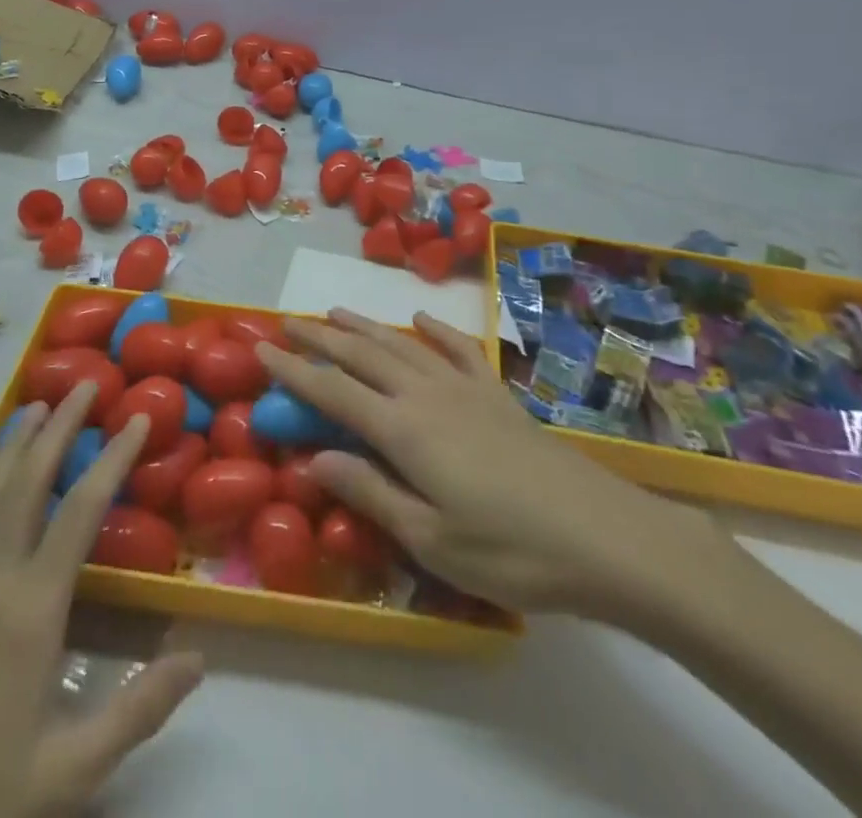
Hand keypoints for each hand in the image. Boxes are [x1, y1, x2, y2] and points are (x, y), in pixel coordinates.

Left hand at [0, 385, 202, 817]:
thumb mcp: (72, 770)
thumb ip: (141, 709)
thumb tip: (201, 658)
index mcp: (32, 608)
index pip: (83, 508)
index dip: (115, 456)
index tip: (137, 416)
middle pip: (29, 481)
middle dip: (60, 427)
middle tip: (83, 383)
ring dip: (10, 447)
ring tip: (33, 408)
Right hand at [257, 310, 740, 635]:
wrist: (601, 534)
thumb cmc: (509, 550)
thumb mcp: (429, 538)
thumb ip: (369, 492)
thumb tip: (313, 459)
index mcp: (403, 430)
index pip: (333, 392)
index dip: (294, 371)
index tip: (261, 350)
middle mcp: (426, 395)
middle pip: (363, 356)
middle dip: (321, 338)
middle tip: (288, 322)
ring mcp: (464, 388)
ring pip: (403, 345)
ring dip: (366, 327)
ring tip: (336, 312)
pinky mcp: (496, 393)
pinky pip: (457, 349)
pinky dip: (435, 330)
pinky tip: (421, 319)